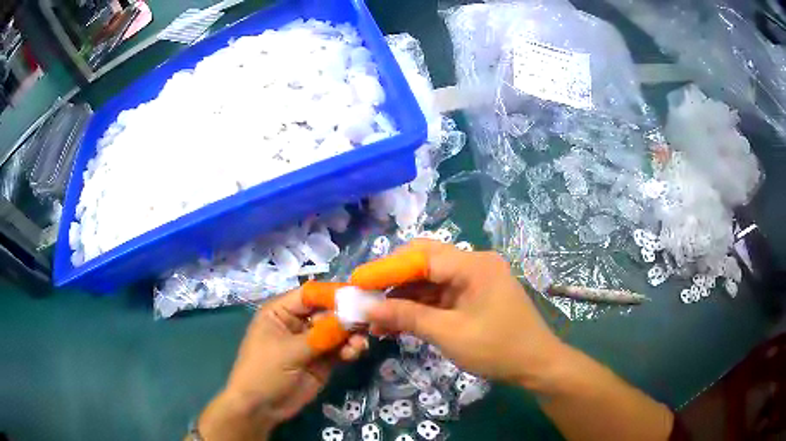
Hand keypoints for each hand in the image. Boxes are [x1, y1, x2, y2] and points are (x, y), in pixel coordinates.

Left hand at [197, 289, 368, 440]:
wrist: (261, 407)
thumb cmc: (264, 371)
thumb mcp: (289, 351)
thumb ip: (320, 335)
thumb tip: (350, 318)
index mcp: (281, 312)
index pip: (309, 295)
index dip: (332, 294)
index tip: (358, 295)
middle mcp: (298, 323)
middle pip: (327, 312)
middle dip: (347, 316)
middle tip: (368, 320)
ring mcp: (311, 342)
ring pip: (337, 331)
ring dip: (351, 334)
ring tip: (359, 344)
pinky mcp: (322, 360)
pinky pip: (340, 348)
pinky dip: (350, 349)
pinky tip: (356, 353)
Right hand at [361, 240, 566, 386]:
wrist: (536, 365)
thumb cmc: (497, 348)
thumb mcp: (449, 334)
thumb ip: (407, 317)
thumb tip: (368, 309)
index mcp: (473, 264)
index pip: (421, 256)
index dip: (386, 268)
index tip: (356, 282)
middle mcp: (474, 264)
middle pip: (424, 262)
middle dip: (392, 281)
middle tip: (365, 297)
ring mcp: (474, 280)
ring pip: (429, 281)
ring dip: (403, 298)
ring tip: (376, 319)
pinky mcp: (473, 296)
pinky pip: (440, 296)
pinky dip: (419, 308)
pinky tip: (397, 323)